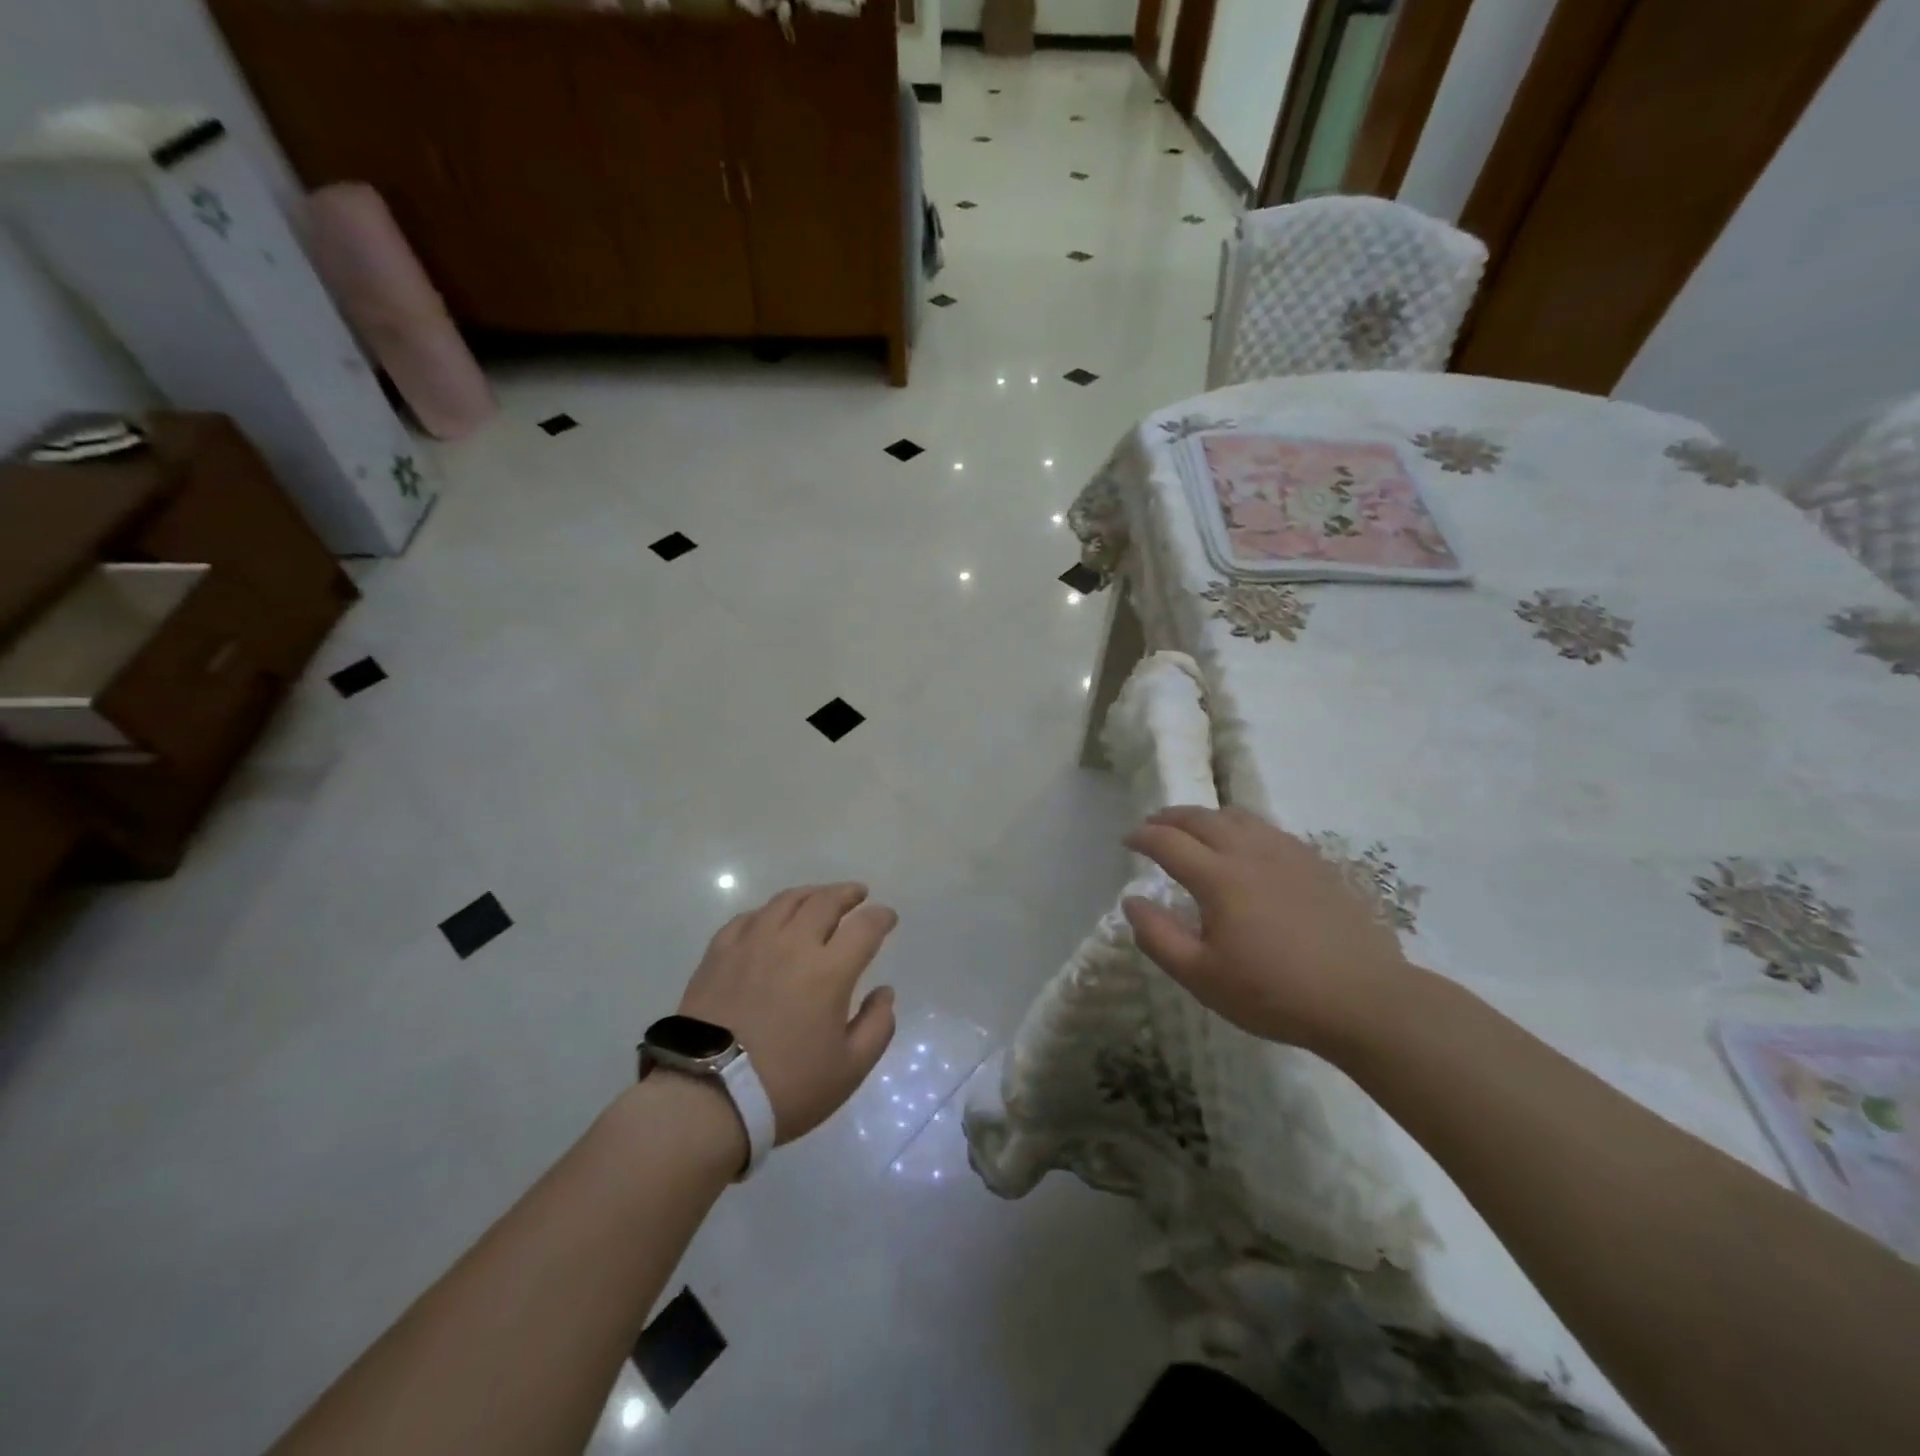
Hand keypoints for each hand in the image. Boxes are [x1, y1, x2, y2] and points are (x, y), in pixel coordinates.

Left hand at [677, 883, 898, 1144]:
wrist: (706, 1099)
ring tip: (819, 897)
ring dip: (810, 893)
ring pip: (786, 901)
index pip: (865, 927)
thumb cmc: (785, 1087)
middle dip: (847, 893)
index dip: (881, 917)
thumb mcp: (849, 1069)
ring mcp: (752, 944)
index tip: (888, 918)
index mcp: (829, 970)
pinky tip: (770, 919)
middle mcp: (793, 944)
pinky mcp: (718, 953)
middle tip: (858, 894)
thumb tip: (885, 992)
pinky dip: (768, 912)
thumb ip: (877, 1025)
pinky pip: (748, 917)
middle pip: (825, 901)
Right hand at [1122, 807, 1413, 1056]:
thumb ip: (1158, 937)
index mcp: (1218, 878)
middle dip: (1170, 817)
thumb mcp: (1202, 978)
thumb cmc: (1274, 993)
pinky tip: (1247, 845)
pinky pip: (1270, 829)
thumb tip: (1132, 901)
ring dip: (1207, 816)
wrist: (1364, 1000)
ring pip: (1239, 817)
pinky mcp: (1316, 864)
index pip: (1168, 842)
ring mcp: (1288, 854)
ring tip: (1195, 827)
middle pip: (1202, 818)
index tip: (1127, 841)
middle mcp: (1250, 853)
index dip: (1142, 837)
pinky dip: (1243, 826)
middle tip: (1153, 825)